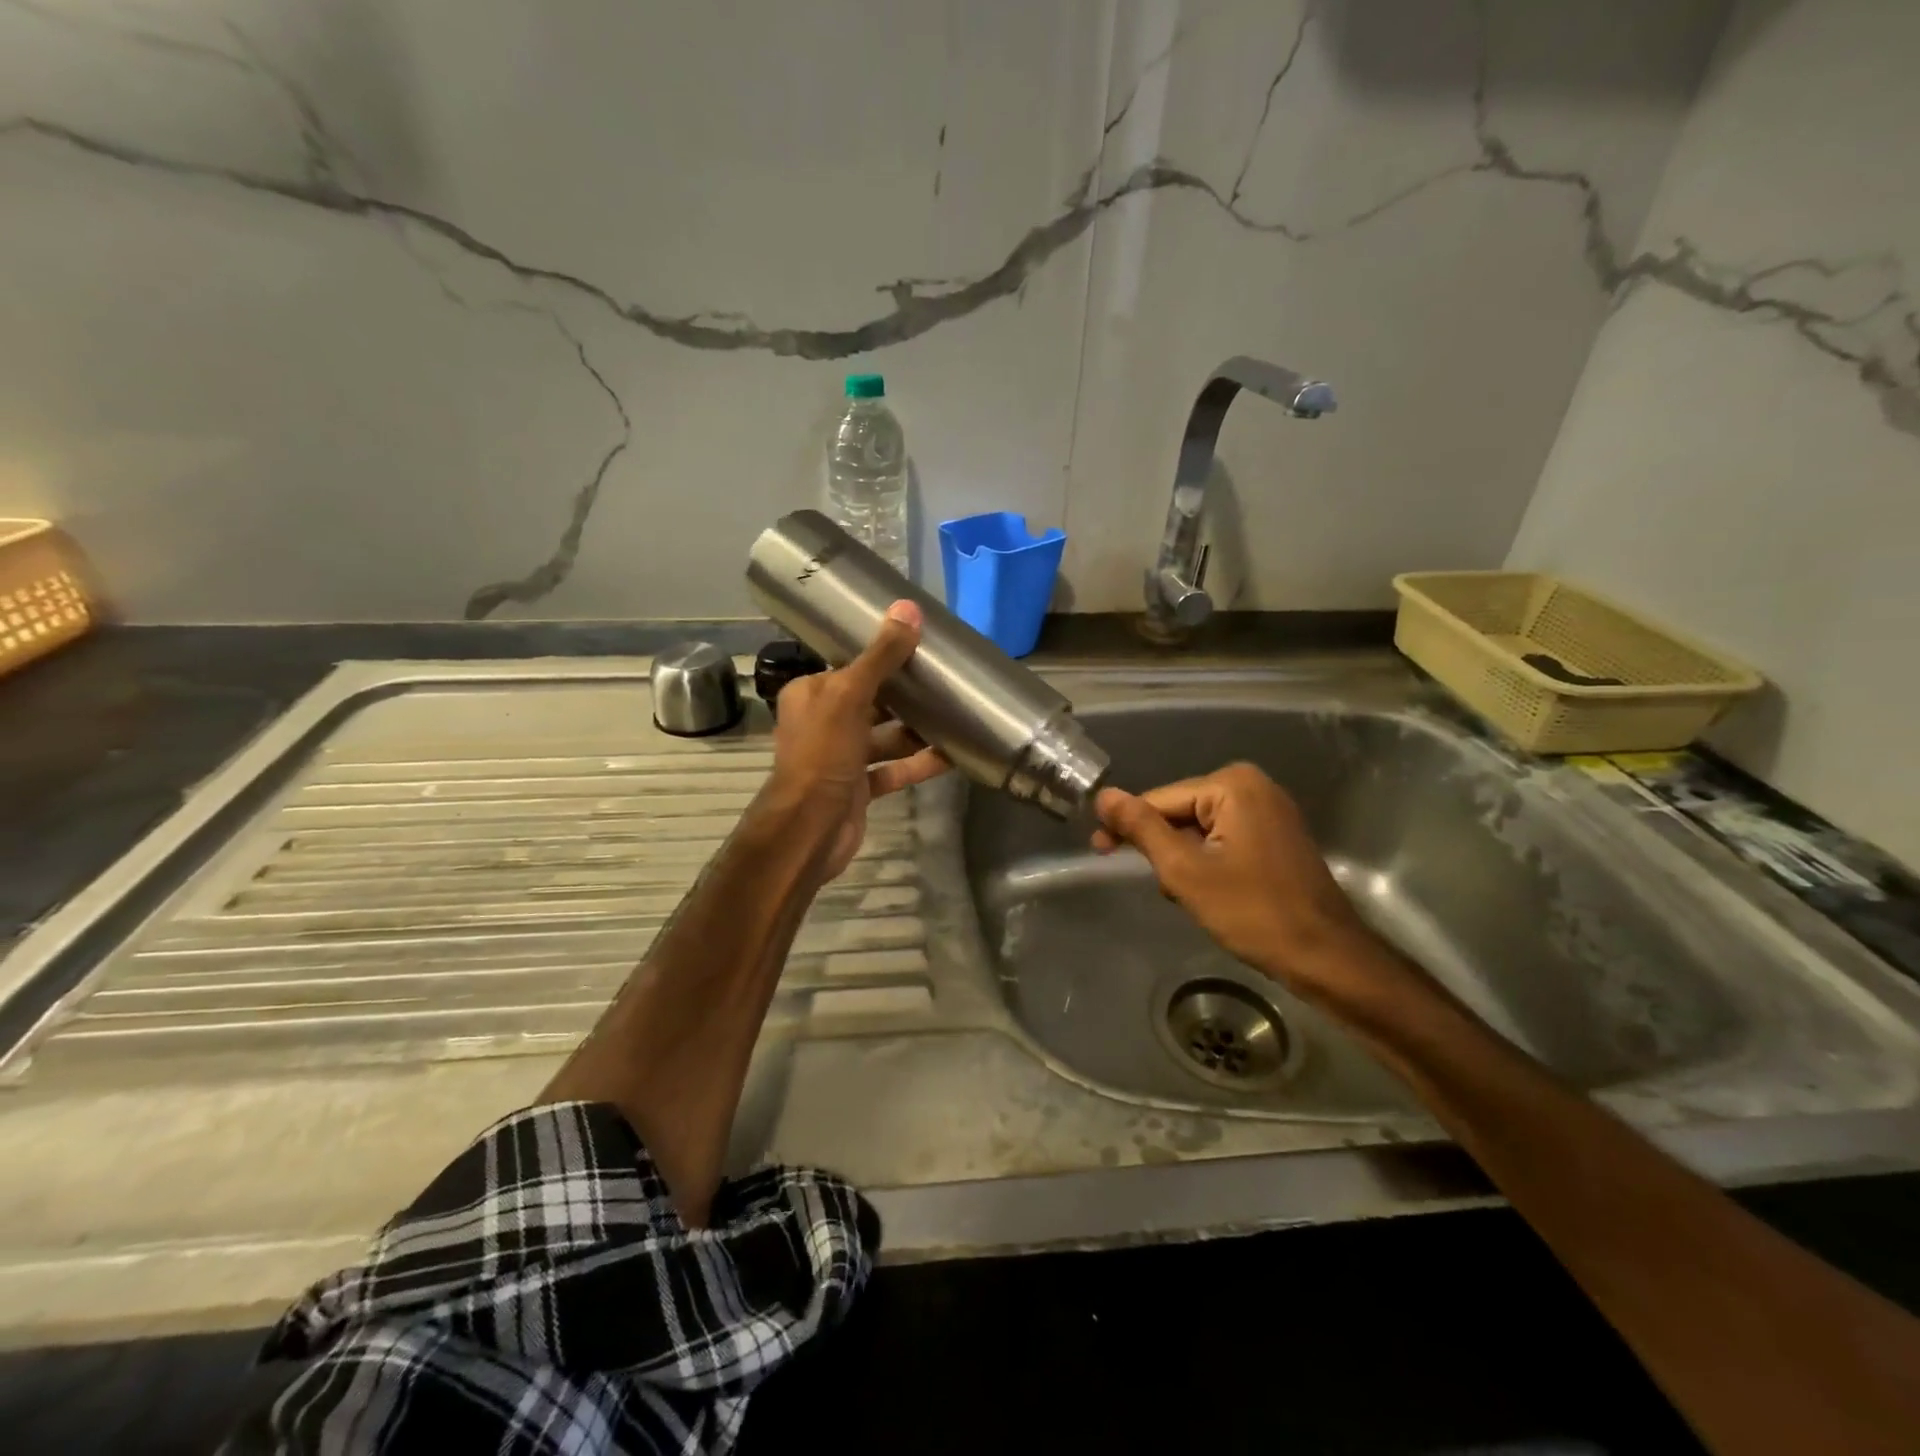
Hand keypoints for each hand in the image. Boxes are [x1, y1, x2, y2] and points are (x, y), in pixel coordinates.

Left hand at [764, 600, 948, 880]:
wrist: (810, 830)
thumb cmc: (823, 754)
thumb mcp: (850, 697)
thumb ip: (880, 656)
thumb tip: (908, 609)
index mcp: (812, 694)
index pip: (850, 665)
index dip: (882, 654)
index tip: (920, 644)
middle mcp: (824, 722)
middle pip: (872, 700)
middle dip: (906, 693)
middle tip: (946, 678)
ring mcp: (842, 757)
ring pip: (886, 736)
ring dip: (917, 729)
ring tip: (956, 714)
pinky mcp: (859, 787)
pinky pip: (895, 769)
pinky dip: (920, 763)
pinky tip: (952, 755)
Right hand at [1092, 763, 1381, 997]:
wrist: (1326, 958)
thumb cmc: (1253, 913)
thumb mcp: (1185, 871)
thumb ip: (1142, 829)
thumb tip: (1104, 796)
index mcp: (1232, 784)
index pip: (1160, 800)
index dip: (1127, 826)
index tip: (1099, 851)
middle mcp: (1253, 785)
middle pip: (1181, 812)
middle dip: (1162, 848)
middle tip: (1159, 886)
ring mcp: (1269, 809)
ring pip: (1199, 829)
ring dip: (1183, 860)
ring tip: (1187, 896)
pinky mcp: (1276, 834)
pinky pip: (1223, 837)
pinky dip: (1207, 862)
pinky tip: (1209, 893)